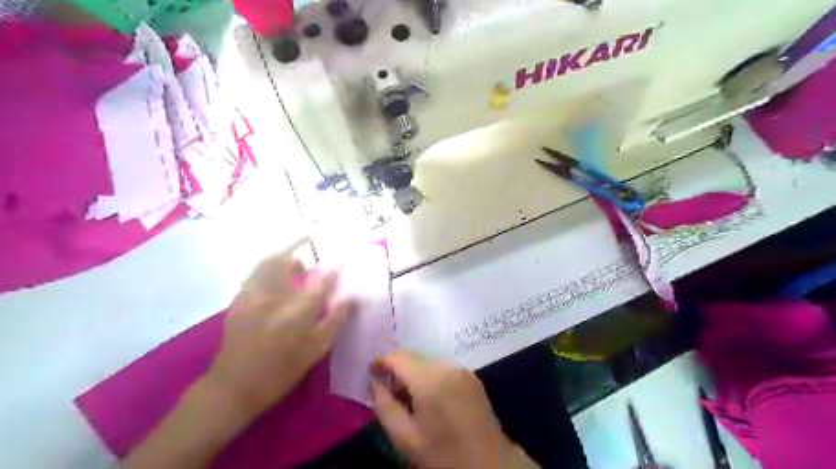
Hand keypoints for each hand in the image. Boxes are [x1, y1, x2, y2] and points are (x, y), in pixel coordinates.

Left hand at [207, 245, 354, 416]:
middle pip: (288, 261)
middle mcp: (277, 294)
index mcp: (301, 307)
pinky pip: (252, 276)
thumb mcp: (317, 349)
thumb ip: (335, 320)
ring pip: (266, 264)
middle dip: (298, 261)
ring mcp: (254, 295)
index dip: (334, 270)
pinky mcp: (237, 302)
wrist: (235, 386)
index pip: (323, 280)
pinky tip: (267, 286)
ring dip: (280, 262)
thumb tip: (350, 299)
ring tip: (286, 272)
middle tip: (305, 270)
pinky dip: (263, 273)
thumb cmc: (283, 370)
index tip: (342, 262)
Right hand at [371, 352, 527, 468]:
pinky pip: (443, 369)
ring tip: (410, 399)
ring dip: (414, 374)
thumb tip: (375, 382)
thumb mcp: (404, 437)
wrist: (488, 465)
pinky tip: (430, 398)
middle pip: (414, 358)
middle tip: (389, 392)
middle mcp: (447, 366)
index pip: (399, 357)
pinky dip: (431, 377)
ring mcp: (462, 370)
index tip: (371, 372)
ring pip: (428, 362)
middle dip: (398, 370)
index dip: (382, 361)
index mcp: (430, 380)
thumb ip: (384, 405)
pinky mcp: (472, 376)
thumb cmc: (442, 455)